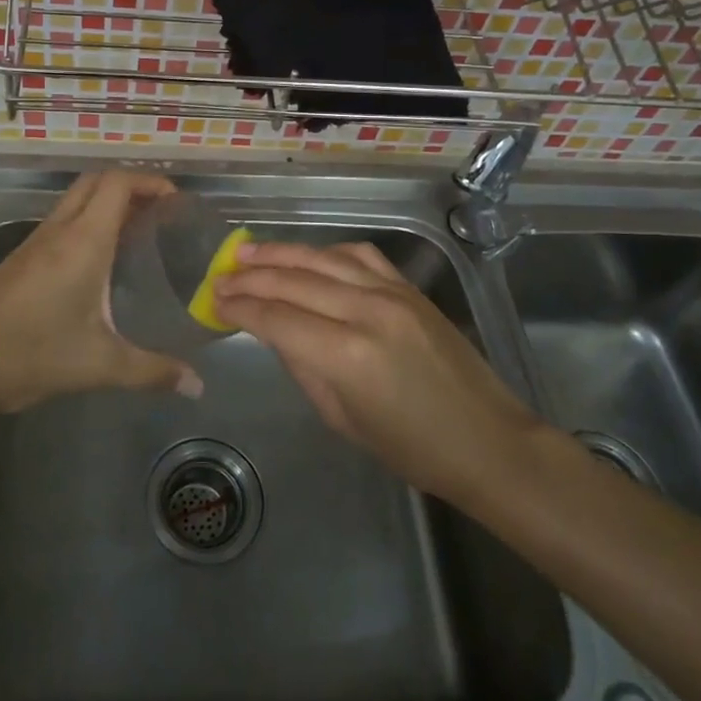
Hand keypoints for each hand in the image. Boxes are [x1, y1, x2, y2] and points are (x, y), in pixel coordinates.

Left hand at [0, 169, 203, 418]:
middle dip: (131, 186)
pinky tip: (100, 263)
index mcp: (82, 241)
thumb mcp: (98, 365)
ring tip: (140, 233)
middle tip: (160, 212)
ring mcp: (35, 243)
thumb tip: (197, 386)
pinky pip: (62, 222)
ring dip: (107, 203)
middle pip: (96, 182)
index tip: (176, 200)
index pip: (117, 184)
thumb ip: (152, 372)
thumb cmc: (29, 354)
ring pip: (76, 201)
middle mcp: (59, 231)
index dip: (149, 181)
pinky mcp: (21, 259)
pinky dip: (88, 223)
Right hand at [212, 241, 537, 501]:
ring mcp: (392, 293)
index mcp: (346, 355)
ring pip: (323, 258)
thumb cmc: (411, 449)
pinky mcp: (409, 288)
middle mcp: (366, 312)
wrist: (487, 440)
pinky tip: (307, 256)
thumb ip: (302, 366)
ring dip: (280, 253)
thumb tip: (271, 330)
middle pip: (293, 280)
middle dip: (250, 277)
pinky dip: (326, 252)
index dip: (240, 308)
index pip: (276, 318)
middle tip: (220, 275)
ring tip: (247, 251)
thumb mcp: (342, 418)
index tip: (213, 301)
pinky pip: (359, 256)